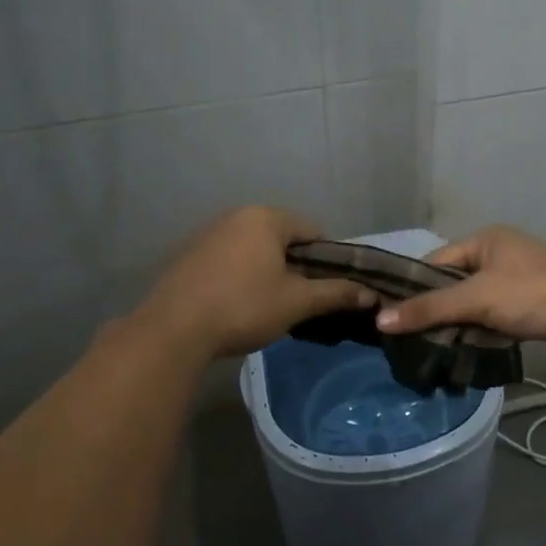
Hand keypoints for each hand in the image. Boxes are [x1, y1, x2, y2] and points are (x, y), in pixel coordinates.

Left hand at [137, 207, 377, 359]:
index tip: (329, 289)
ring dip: (268, 272)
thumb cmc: (244, 307)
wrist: (174, 330)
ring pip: (254, 250)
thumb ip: (336, 293)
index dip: (328, 260)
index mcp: (266, 217)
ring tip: (271, 306)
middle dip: (296, 266)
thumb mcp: (297, 302)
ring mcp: (208, 233)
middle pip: (282, 238)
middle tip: (302, 300)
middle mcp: (236, 216)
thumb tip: (372, 293)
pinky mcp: (189, 255)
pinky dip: (241, 276)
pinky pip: (229, 259)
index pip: (312, 231)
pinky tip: (239, 304)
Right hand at [375, 226, 545, 358]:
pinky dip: (483, 330)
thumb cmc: (533, 294)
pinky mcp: (535, 303)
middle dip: (438, 309)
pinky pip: (497, 315)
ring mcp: (521, 278)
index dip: (415, 288)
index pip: (436, 261)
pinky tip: (470, 349)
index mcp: (487, 239)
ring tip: (437, 348)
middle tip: (413, 338)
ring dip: (461, 323)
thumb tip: (380, 320)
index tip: (394, 316)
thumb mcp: (476, 299)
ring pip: (477, 302)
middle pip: (456, 283)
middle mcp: (502, 252)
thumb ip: (429, 309)